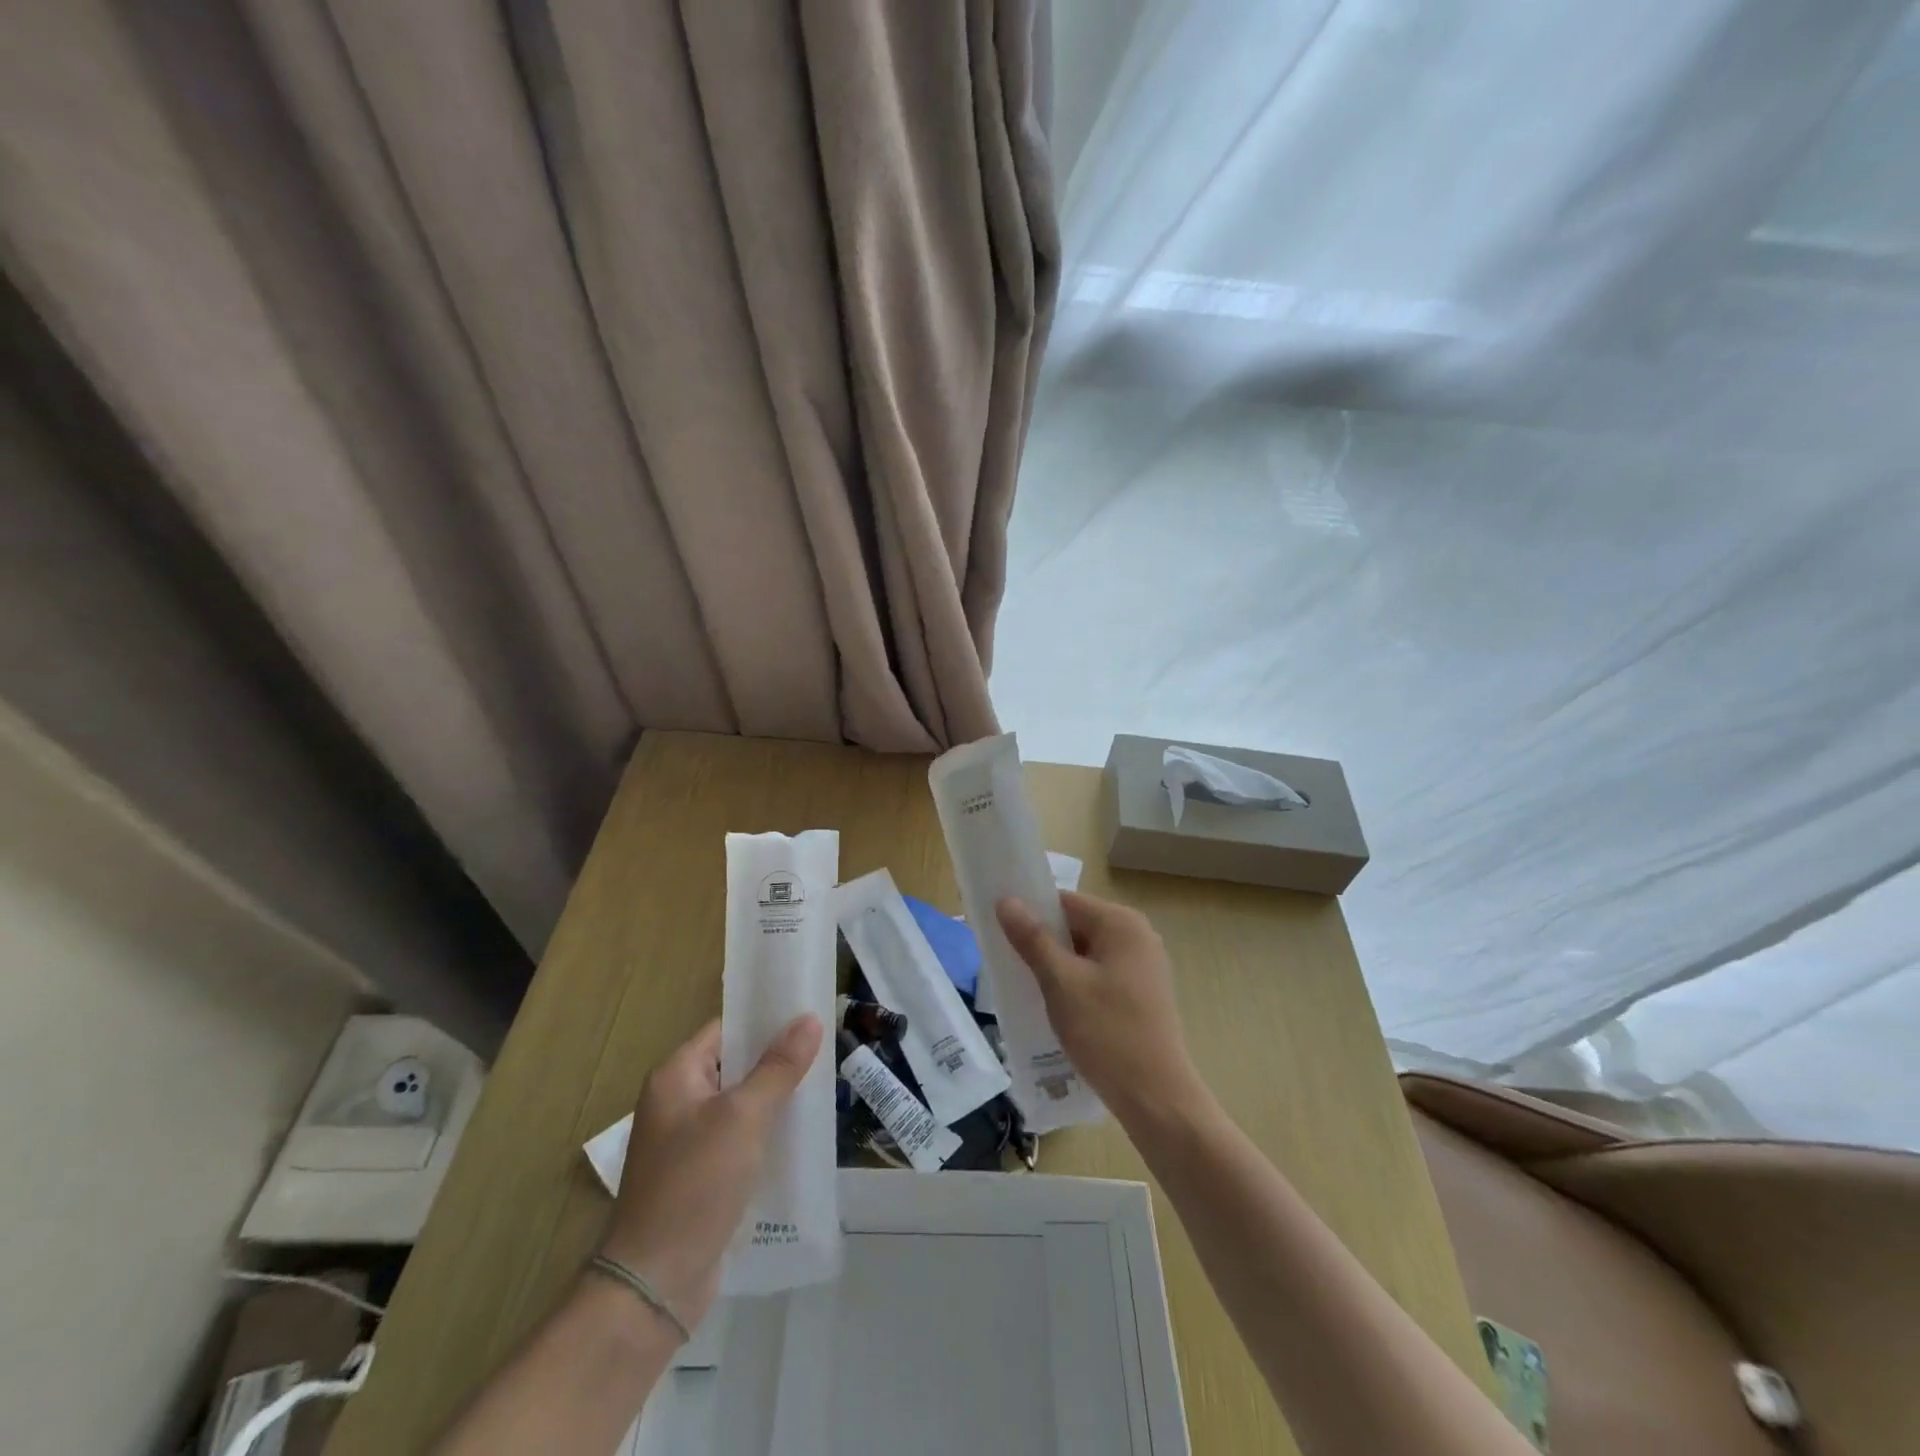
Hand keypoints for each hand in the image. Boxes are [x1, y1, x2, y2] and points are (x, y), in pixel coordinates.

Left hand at [599, 1015, 822, 1332]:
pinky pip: (740, 1140)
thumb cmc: (695, 1184)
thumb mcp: (743, 1117)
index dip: (765, 1020)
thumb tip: (810, 1019)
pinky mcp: (700, 1176)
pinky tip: (801, 1137)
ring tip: (821, 1089)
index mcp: (675, 1076)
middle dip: (777, 1061)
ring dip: (775, 1099)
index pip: (726, 1029)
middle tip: (825, 1051)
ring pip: (741, 1105)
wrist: (655, 1283)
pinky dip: (766, 1135)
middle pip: (735, 1066)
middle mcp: (677, 1102)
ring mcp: (687, 1142)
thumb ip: (778, 1067)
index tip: (808, 1015)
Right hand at [996, 891, 1205, 1123]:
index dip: (1030, 913)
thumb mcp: (1061, 983)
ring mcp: (1143, 965)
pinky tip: (1057, 1007)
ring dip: (1057, 966)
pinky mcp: (1142, 992)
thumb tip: (1006, 901)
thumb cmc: (1107, 1032)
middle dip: (1042, 942)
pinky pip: (1099, 973)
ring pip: (1085, 952)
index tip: (1000, 933)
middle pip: (1076, 925)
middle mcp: (1137, 935)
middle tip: (1009, 965)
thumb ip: (1032, 939)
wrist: (1156, 1097)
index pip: (1064, 902)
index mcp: (1121, 923)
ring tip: (1028, 988)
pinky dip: (1075, 983)